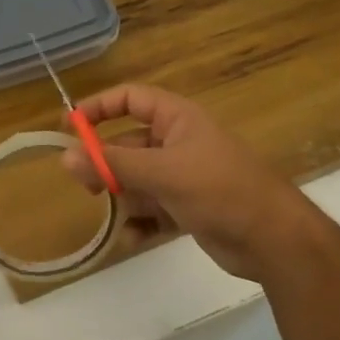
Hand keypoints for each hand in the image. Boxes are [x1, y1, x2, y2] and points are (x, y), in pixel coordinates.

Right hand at [61, 85, 288, 281]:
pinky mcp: (187, 209)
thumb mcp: (161, 172)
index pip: (130, 99)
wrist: (275, 240)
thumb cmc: (219, 190)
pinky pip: (152, 210)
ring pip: (137, 181)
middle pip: (128, 145)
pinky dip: (140, 224)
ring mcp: (183, 177)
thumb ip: (112, 164)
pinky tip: (132, 239)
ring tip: (114, 219)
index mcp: (177, 119)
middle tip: (86, 187)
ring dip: (122, 199)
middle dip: (106, 166)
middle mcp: (178, 143)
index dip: (99, 108)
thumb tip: (65, 156)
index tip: (68, 126)